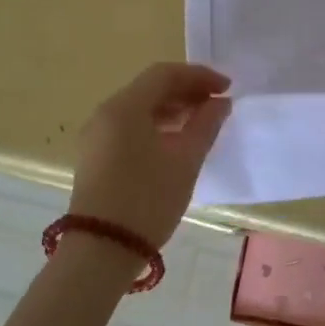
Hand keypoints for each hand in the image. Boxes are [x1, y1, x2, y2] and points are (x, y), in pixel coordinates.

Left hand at [68, 63, 231, 246]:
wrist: (102, 251)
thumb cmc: (148, 199)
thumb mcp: (186, 159)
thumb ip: (206, 124)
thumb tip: (220, 102)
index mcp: (124, 107)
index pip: (165, 74)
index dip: (199, 75)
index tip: (228, 88)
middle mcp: (105, 113)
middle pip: (150, 88)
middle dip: (187, 91)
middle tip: (218, 103)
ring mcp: (97, 136)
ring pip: (140, 108)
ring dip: (173, 108)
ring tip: (202, 121)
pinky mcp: (97, 156)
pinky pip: (130, 126)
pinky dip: (157, 125)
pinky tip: (178, 140)